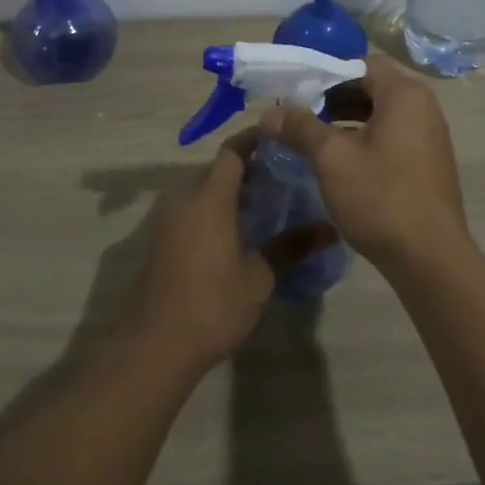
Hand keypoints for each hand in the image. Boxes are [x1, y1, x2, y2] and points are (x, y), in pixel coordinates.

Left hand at [131, 128, 337, 370]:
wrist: (155, 347)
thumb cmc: (213, 304)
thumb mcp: (259, 277)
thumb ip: (291, 246)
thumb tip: (329, 229)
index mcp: (210, 198)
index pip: (233, 151)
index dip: (255, 140)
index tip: (281, 138)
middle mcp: (185, 200)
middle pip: (218, 171)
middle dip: (248, 169)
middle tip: (283, 177)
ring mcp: (168, 221)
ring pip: (204, 193)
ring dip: (230, 193)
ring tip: (266, 205)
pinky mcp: (161, 243)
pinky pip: (192, 213)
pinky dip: (214, 212)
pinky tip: (238, 233)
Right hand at [261, 55, 467, 270]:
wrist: (430, 258)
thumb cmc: (380, 197)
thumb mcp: (332, 159)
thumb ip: (301, 128)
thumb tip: (269, 113)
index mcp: (405, 94)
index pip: (362, 64)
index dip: (327, 73)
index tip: (297, 91)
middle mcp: (423, 106)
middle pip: (372, 87)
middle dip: (334, 97)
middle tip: (300, 114)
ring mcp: (430, 135)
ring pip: (382, 113)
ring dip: (348, 119)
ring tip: (314, 138)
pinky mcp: (430, 161)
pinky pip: (393, 135)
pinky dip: (366, 138)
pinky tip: (341, 161)